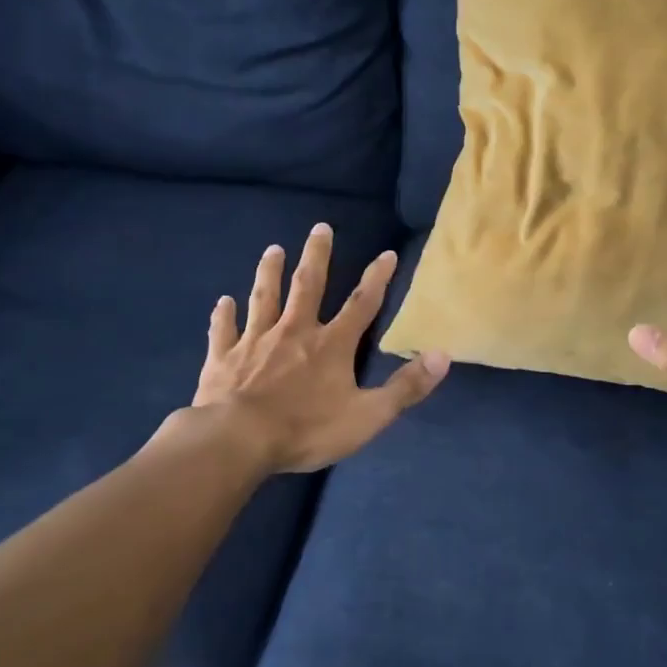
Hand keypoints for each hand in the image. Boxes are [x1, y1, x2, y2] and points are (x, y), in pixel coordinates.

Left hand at [182, 225, 448, 473]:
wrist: (238, 440)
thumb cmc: (307, 429)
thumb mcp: (368, 415)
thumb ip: (406, 387)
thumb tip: (443, 356)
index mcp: (331, 345)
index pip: (361, 304)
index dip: (377, 279)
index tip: (386, 254)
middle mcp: (294, 332)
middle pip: (308, 286)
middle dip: (317, 256)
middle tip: (320, 227)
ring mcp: (255, 341)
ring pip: (265, 298)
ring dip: (270, 272)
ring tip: (273, 250)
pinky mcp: (223, 358)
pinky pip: (225, 330)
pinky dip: (225, 315)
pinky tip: (223, 301)